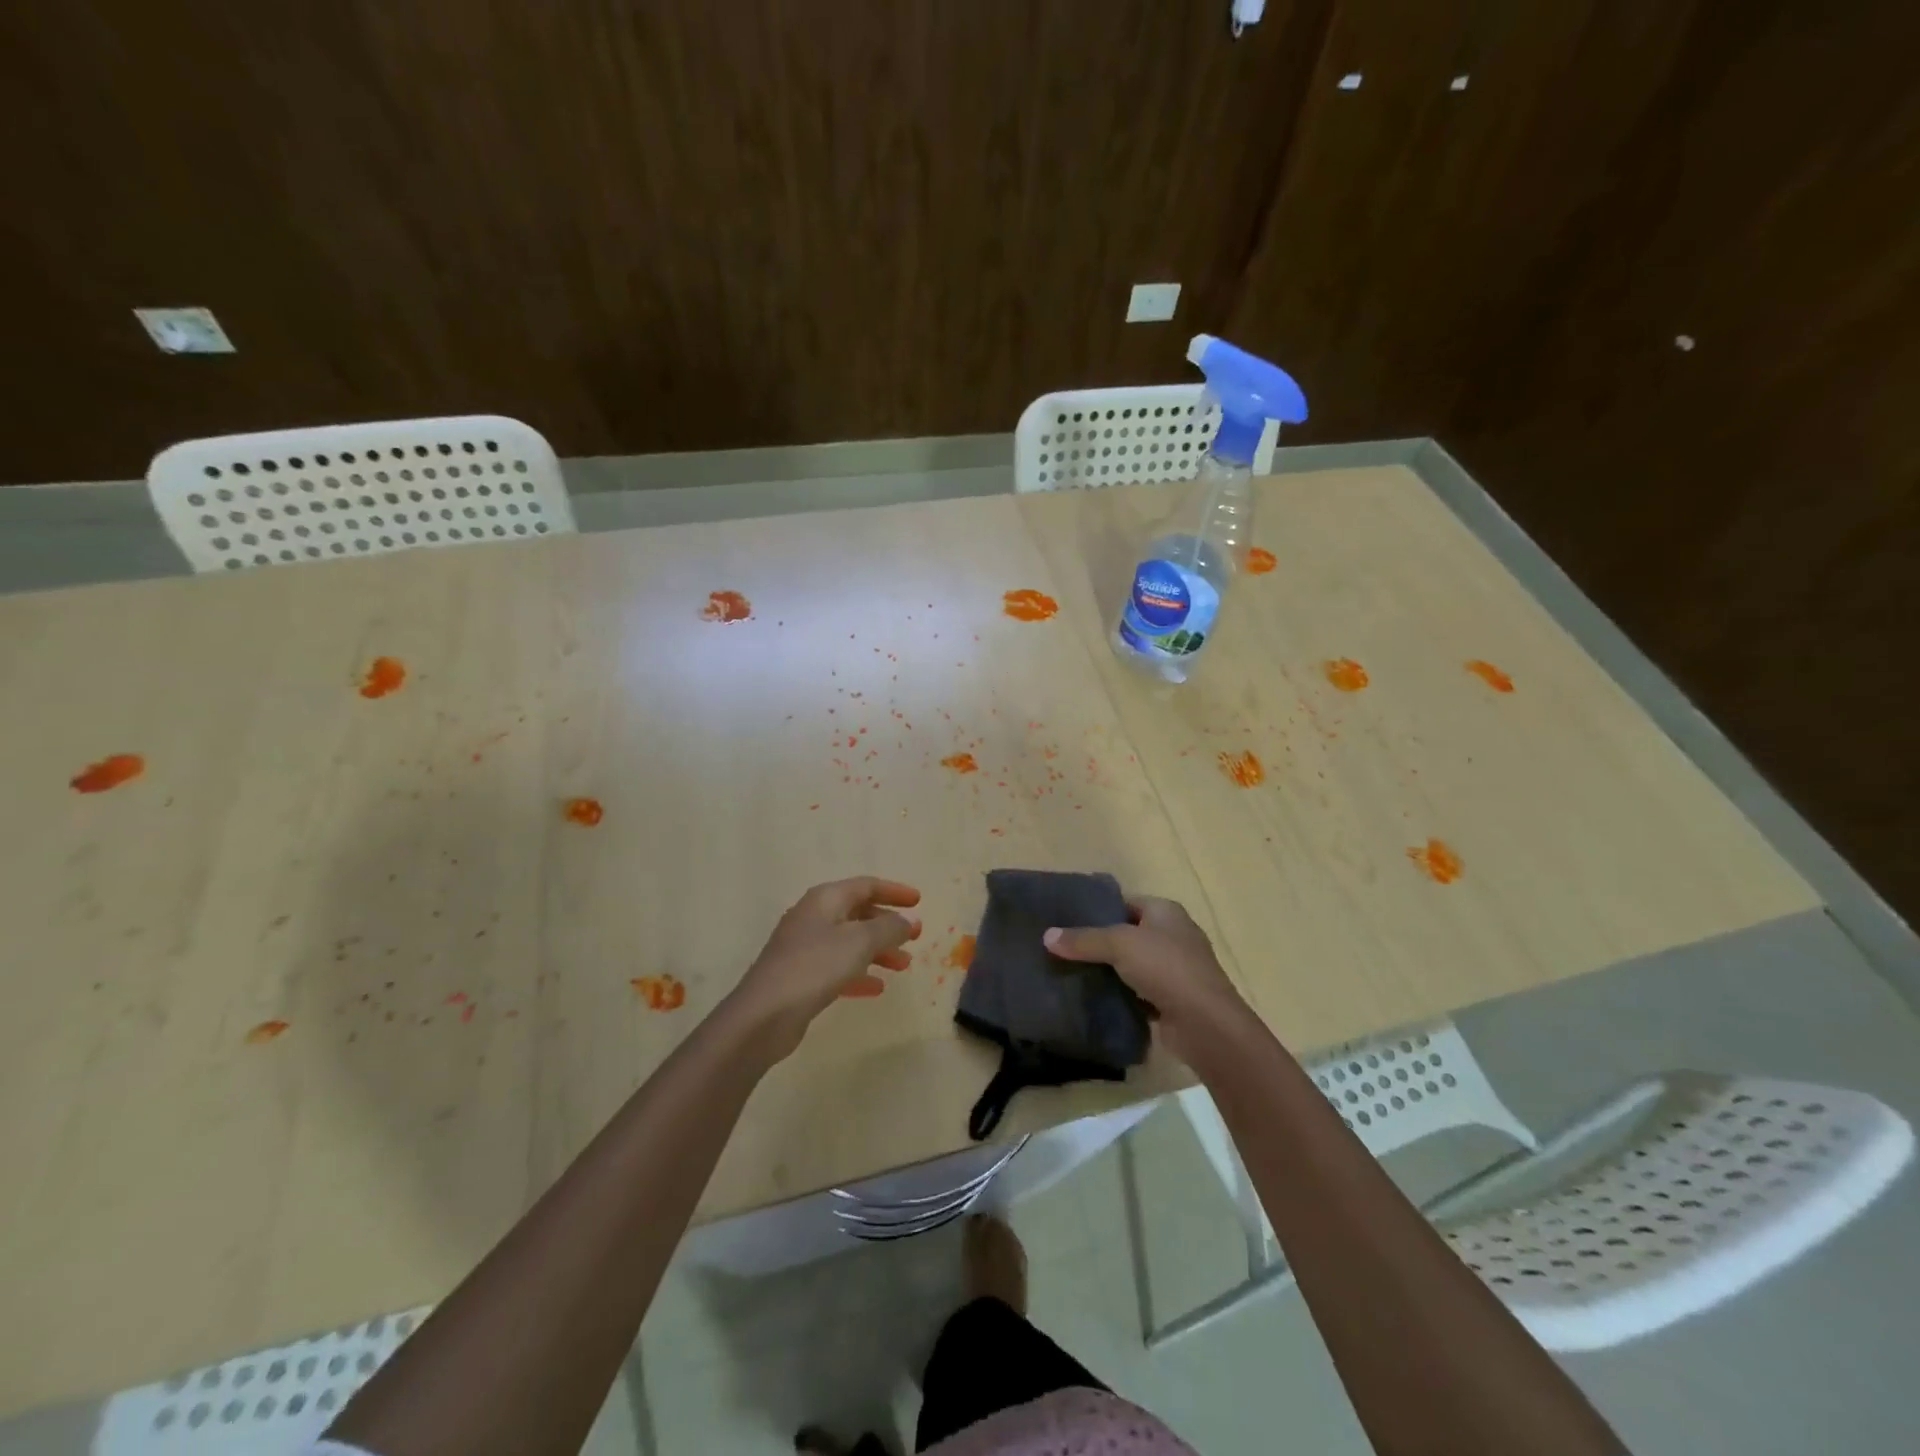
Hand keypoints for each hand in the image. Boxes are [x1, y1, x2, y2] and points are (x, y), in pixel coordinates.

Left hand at [727, 877, 922, 1060]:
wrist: (764, 1014)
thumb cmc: (815, 966)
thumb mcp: (860, 942)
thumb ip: (889, 928)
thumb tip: (908, 921)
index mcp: (825, 899)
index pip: (866, 885)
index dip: (894, 891)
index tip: (919, 902)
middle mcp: (813, 917)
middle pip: (858, 913)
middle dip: (888, 925)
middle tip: (914, 938)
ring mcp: (804, 948)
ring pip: (850, 942)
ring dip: (878, 951)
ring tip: (903, 966)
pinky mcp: (800, 977)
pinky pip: (837, 967)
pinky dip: (859, 973)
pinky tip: (876, 988)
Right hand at [1043, 896, 1251, 1061]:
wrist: (1206, 1024)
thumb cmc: (1166, 968)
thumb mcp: (1119, 945)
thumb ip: (1083, 939)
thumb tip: (1046, 936)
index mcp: (1165, 912)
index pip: (1125, 902)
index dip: (1097, 909)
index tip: (1065, 920)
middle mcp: (1172, 936)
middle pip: (1127, 934)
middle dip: (1098, 942)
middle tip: (1062, 948)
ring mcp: (1174, 970)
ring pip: (1131, 965)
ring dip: (1107, 971)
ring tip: (1069, 973)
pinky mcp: (1171, 1000)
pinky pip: (1137, 992)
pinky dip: (1119, 996)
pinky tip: (1093, 1000)